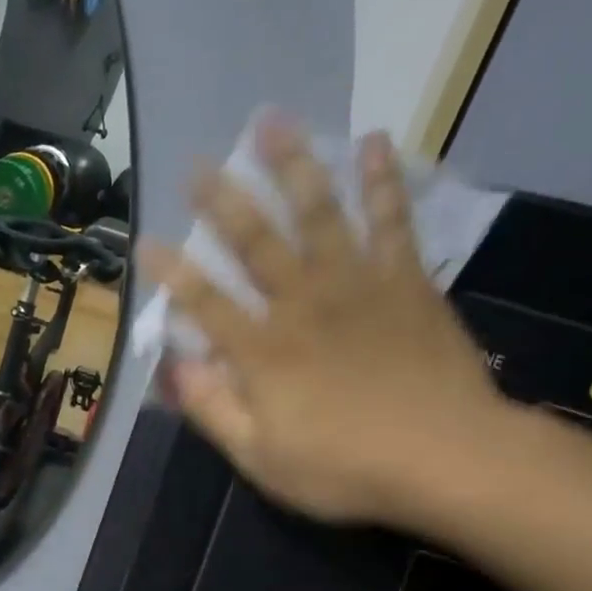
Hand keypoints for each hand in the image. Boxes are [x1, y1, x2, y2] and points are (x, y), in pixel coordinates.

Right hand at [144, 115, 518, 531]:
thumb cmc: (344, 468)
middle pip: (255, 243)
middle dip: (223, 202)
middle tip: (197, 164)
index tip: (146, 242)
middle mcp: (303, 304)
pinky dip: (381, 182)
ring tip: (271, 122)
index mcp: (263, 351)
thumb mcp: (261, 458)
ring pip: (318, 214)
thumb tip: (174, 368)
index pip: (205, 303)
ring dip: (292, 167)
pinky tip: (373, 142)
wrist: (446, 458)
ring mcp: (358, 286)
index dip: (173, 274)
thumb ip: (214, 409)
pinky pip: (392, 221)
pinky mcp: (407, 282)